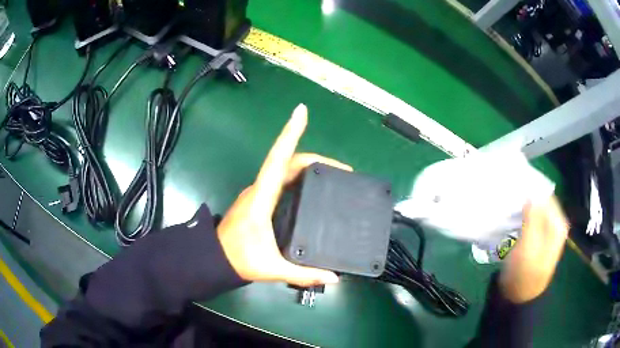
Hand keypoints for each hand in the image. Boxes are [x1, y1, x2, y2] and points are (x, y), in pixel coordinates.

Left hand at [217, 104, 351, 286]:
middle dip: (315, 157)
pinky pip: (281, 178)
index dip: (290, 134)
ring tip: (332, 173)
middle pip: (287, 161)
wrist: (215, 259)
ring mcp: (258, 193)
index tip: (301, 113)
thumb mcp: (273, 268)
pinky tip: (312, 182)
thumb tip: (333, 277)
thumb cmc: (239, 259)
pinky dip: (298, 174)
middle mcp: (260, 189)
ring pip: (283, 168)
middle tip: (342, 168)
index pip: (278, 160)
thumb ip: (304, 274)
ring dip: (306, 164)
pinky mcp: (259, 199)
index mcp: (262, 198)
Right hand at [500, 196, 568, 302]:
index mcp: (558, 225)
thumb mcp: (528, 247)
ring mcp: (547, 233)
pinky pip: (531, 220)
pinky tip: (512, 219)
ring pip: (535, 211)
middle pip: (542, 203)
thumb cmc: (524, 274)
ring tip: (508, 206)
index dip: (531, 191)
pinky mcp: (538, 239)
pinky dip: (522, 217)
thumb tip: (531, 192)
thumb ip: (532, 218)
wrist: (518, 297)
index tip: (514, 189)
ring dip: (523, 208)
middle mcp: (555, 225)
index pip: (546, 196)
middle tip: (509, 198)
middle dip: (527, 198)